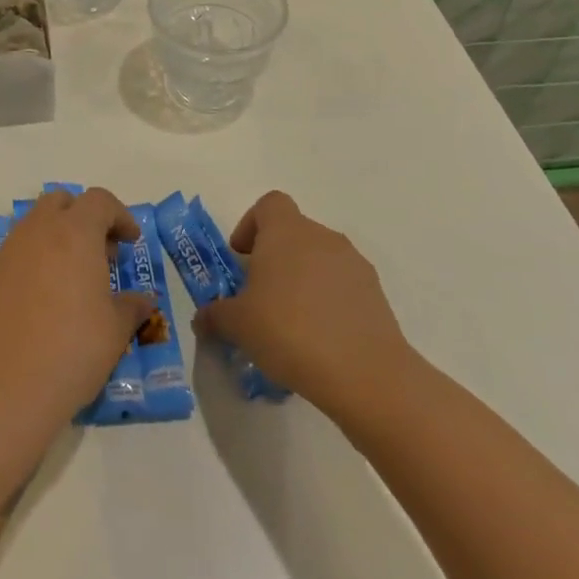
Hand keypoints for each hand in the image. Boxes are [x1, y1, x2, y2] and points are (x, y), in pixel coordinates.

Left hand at [0, 187, 154, 439]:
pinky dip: (35, 259)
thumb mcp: (114, 331)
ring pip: (35, 224)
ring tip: (74, 279)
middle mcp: (38, 231)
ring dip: (57, 237)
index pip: (99, 201)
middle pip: (61, 202)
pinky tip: (45, 299)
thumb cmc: (70, 351)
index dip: (120, 216)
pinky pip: (17, 251)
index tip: (131, 242)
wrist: (1, 387)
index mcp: (74, 232)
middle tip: (101, 254)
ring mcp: (8, 251)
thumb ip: (131, 307)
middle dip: (84, 217)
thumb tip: (144, 300)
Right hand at [194, 190, 415, 418]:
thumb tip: (203, 318)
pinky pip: (342, 286)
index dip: (251, 225)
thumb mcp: (237, 325)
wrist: (364, 373)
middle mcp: (322, 237)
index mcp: (286, 231)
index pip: (269, 204)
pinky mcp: (376, 294)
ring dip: (302, 280)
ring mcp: (354, 264)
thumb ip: (214, 315)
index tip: (242, 258)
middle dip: (274, 258)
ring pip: (319, 260)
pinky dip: (328, 302)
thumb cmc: (289, 331)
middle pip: (293, 233)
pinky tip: (319, 339)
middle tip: (259, 296)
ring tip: (290, 323)